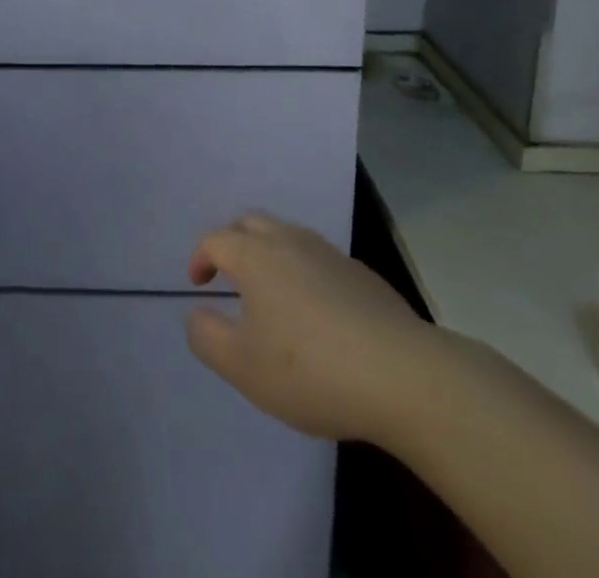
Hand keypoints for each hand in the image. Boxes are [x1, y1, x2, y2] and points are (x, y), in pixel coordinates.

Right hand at [184, 213, 445, 445]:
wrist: (402, 376)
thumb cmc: (311, 369)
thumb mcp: (243, 367)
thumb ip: (207, 336)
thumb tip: (196, 313)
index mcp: (256, 255)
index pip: (216, 239)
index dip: (200, 257)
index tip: (197, 284)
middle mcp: (290, 241)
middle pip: (251, 223)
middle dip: (232, 241)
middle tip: (227, 274)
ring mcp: (329, 253)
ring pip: (287, 235)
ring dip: (268, 253)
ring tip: (268, 291)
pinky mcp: (361, 274)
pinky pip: (317, 258)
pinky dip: (302, 270)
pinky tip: (314, 311)